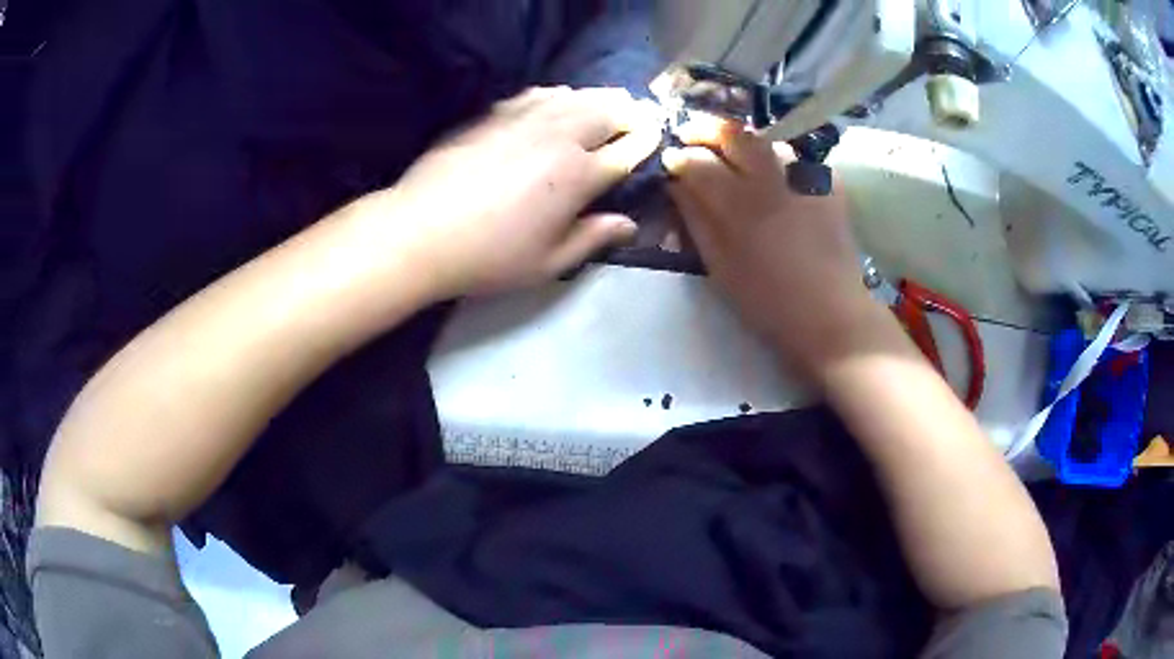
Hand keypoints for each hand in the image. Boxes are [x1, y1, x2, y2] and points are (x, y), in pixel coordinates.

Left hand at [365, 86, 663, 298]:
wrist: (421, 231)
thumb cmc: (489, 256)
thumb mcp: (548, 262)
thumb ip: (593, 238)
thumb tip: (629, 225)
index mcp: (579, 175)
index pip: (627, 149)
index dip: (646, 140)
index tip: (656, 134)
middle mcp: (560, 136)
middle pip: (608, 111)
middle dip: (629, 112)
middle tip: (636, 116)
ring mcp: (525, 118)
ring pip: (575, 95)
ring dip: (598, 97)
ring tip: (607, 102)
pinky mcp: (494, 112)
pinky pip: (538, 92)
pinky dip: (558, 94)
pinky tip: (557, 100)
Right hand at [662, 118, 877, 377]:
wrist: (831, 314)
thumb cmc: (768, 301)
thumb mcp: (720, 267)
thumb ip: (696, 220)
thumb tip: (676, 184)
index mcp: (740, 203)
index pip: (698, 161)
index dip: (679, 157)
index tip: (671, 159)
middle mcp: (772, 178)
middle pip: (734, 134)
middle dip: (708, 130)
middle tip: (694, 137)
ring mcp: (805, 176)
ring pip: (766, 141)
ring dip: (744, 144)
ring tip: (734, 158)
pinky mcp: (829, 183)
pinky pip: (796, 158)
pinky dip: (778, 161)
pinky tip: (775, 179)